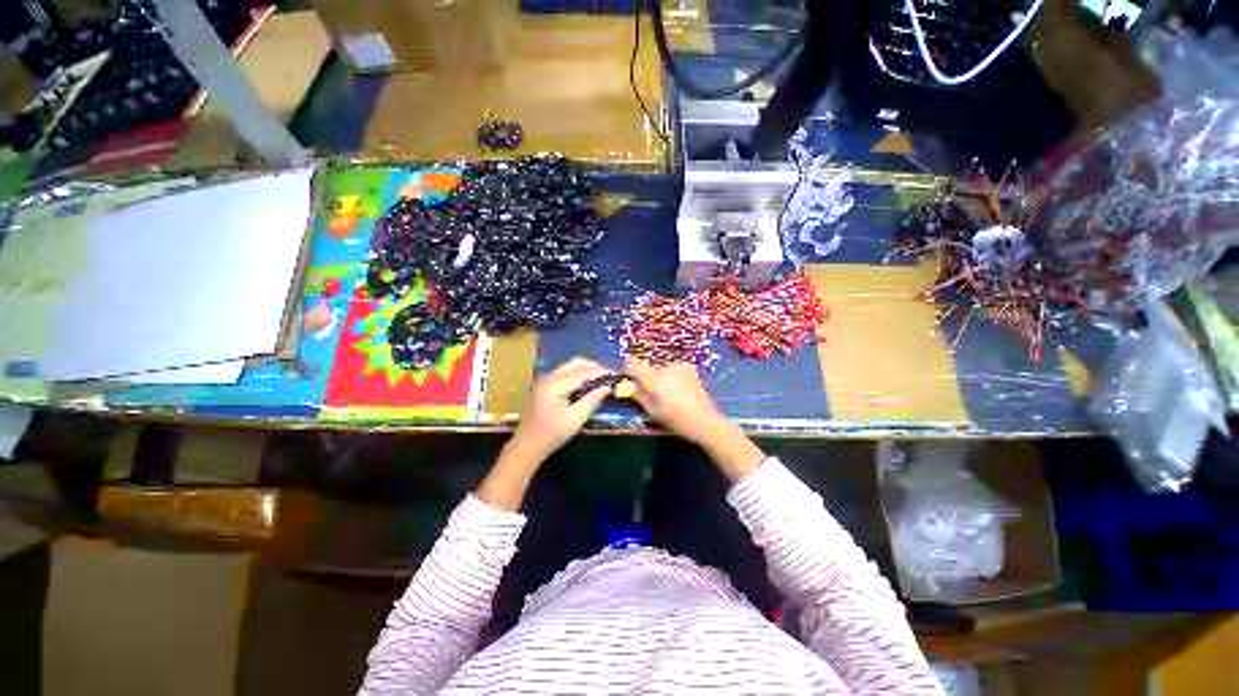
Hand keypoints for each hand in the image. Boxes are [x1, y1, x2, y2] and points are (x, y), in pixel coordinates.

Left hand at [511, 357, 614, 458]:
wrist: (528, 444)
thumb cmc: (552, 434)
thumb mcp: (576, 419)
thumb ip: (592, 400)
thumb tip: (607, 387)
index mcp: (555, 385)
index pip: (582, 372)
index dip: (600, 372)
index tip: (615, 374)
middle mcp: (549, 377)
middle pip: (575, 363)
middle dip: (593, 367)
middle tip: (608, 377)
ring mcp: (546, 379)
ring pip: (570, 366)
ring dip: (586, 370)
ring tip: (600, 380)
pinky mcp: (546, 384)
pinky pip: (565, 372)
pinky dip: (578, 375)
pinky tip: (587, 385)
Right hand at [624, 357, 766, 481]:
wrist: (705, 420)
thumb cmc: (676, 419)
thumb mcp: (652, 410)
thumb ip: (638, 395)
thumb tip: (629, 386)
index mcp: (654, 379)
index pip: (632, 364)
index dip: (629, 372)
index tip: (631, 382)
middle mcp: (665, 368)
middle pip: (648, 368)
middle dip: (648, 379)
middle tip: (654, 395)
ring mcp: (679, 366)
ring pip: (661, 370)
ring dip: (661, 379)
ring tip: (670, 396)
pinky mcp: (689, 368)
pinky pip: (673, 371)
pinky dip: (672, 378)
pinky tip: (680, 392)